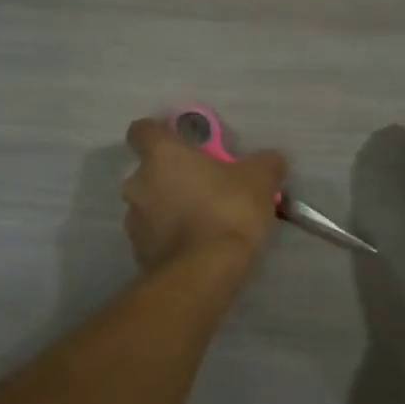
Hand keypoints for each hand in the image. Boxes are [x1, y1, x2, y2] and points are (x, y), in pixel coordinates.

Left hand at [122, 118, 284, 271]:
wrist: (204, 273)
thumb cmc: (228, 211)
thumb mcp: (260, 179)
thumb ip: (265, 163)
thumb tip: (271, 160)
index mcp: (162, 155)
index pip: (143, 130)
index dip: (160, 133)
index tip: (181, 142)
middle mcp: (138, 183)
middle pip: (150, 171)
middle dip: (173, 177)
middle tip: (205, 186)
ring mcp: (133, 221)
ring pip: (151, 204)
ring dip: (171, 208)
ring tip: (205, 220)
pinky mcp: (139, 252)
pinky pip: (155, 235)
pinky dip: (172, 236)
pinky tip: (199, 246)